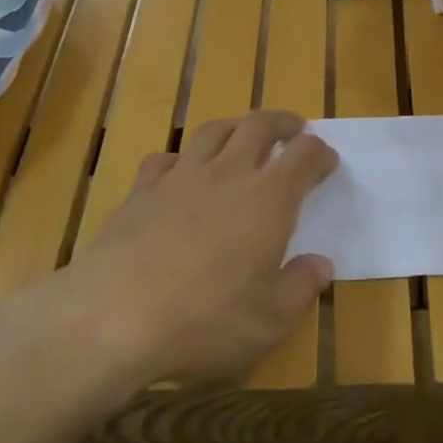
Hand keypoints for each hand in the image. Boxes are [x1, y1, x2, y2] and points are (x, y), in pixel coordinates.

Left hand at [76, 111, 336, 387]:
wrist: (115, 315)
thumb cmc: (206, 319)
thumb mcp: (270, 320)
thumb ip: (301, 287)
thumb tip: (321, 264)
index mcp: (269, 199)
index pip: (304, 157)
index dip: (319, 153)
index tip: (327, 159)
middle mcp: (228, 174)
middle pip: (258, 126)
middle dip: (282, 122)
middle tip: (294, 127)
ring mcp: (180, 177)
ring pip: (213, 132)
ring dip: (235, 126)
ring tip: (243, 133)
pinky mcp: (141, 191)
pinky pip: (165, 158)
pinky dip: (181, 158)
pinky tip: (180, 171)